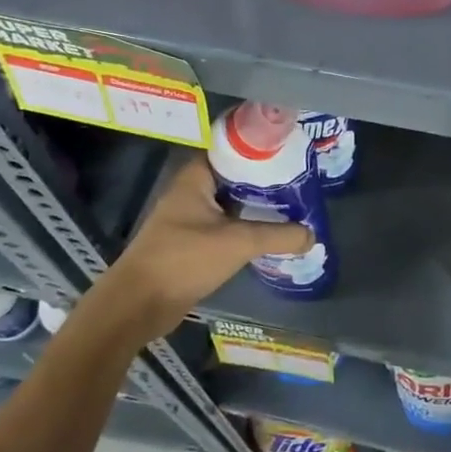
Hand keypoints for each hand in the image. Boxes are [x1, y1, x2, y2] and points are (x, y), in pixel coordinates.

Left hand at [76, 155, 312, 341]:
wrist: (138, 305)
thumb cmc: (183, 260)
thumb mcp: (238, 243)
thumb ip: (278, 236)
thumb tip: (312, 235)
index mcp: (195, 178)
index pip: (230, 148)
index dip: (258, 146)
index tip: (288, 148)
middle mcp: (191, 192)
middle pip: (234, 176)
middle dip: (264, 177)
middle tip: (299, 177)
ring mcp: (189, 218)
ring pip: (231, 202)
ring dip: (256, 204)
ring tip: (293, 202)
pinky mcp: (192, 243)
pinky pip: (226, 225)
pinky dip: (246, 226)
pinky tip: (271, 232)